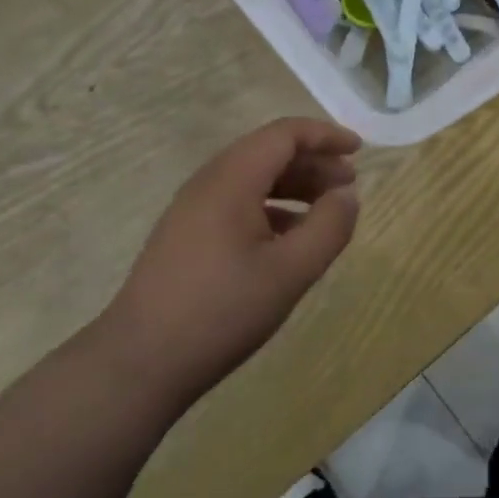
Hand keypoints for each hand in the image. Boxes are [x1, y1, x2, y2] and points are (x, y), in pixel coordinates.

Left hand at [99, 118, 360, 416]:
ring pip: (253, 178)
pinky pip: (238, 202)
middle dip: (313, 161)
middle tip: (348, 186)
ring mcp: (193, 209)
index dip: (325, 136)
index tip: (359, 151)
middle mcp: (209, 182)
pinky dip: (272, 207)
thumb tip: (348, 195)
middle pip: (268, 152)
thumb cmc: (221, 311)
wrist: (139, 363)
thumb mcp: (290, 271)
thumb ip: (328, 227)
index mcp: (232, 179)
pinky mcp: (186, 235)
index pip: (284, 134)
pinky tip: (290, 238)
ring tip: (326, 210)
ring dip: (294, 185)